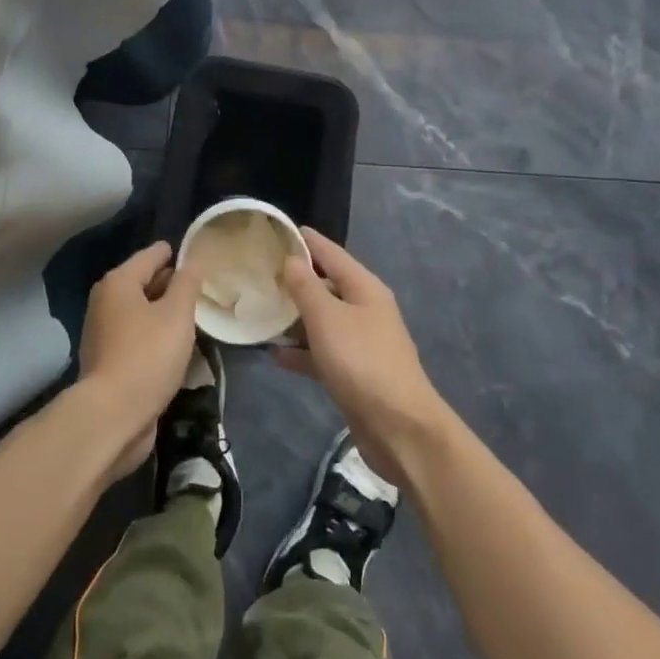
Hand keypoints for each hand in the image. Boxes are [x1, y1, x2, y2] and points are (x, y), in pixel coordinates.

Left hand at [79, 241, 201, 482]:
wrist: (112, 416)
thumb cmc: (148, 356)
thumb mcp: (177, 314)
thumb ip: (187, 283)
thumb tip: (192, 260)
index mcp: (119, 282)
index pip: (153, 254)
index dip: (178, 254)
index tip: (201, 256)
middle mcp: (105, 301)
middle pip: (144, 281)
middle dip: (172, 283)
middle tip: (202, 288)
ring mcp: (103, 332)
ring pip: (141, 310)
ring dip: (164, 312)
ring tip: (193, 316)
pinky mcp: (107, 359)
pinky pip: (136, 335)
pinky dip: (154, 334)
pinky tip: (175, 345)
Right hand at [277, 228, 448, 486]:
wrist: (400, 428)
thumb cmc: (362, 362)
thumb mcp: (327, 318)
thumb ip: (306, 287)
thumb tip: (291, 258)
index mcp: (364, 288)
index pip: (331, 253)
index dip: (306, 241)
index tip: (276, 230)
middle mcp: (365, 309)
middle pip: (327, 285)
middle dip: (296, 278)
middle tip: (259, 272)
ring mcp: (361, 342)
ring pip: (323, 320)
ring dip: (296, 316)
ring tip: (261, 310)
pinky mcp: (355, 373)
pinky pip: (323, 352)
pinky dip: (302, 351)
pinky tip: (276, 354)